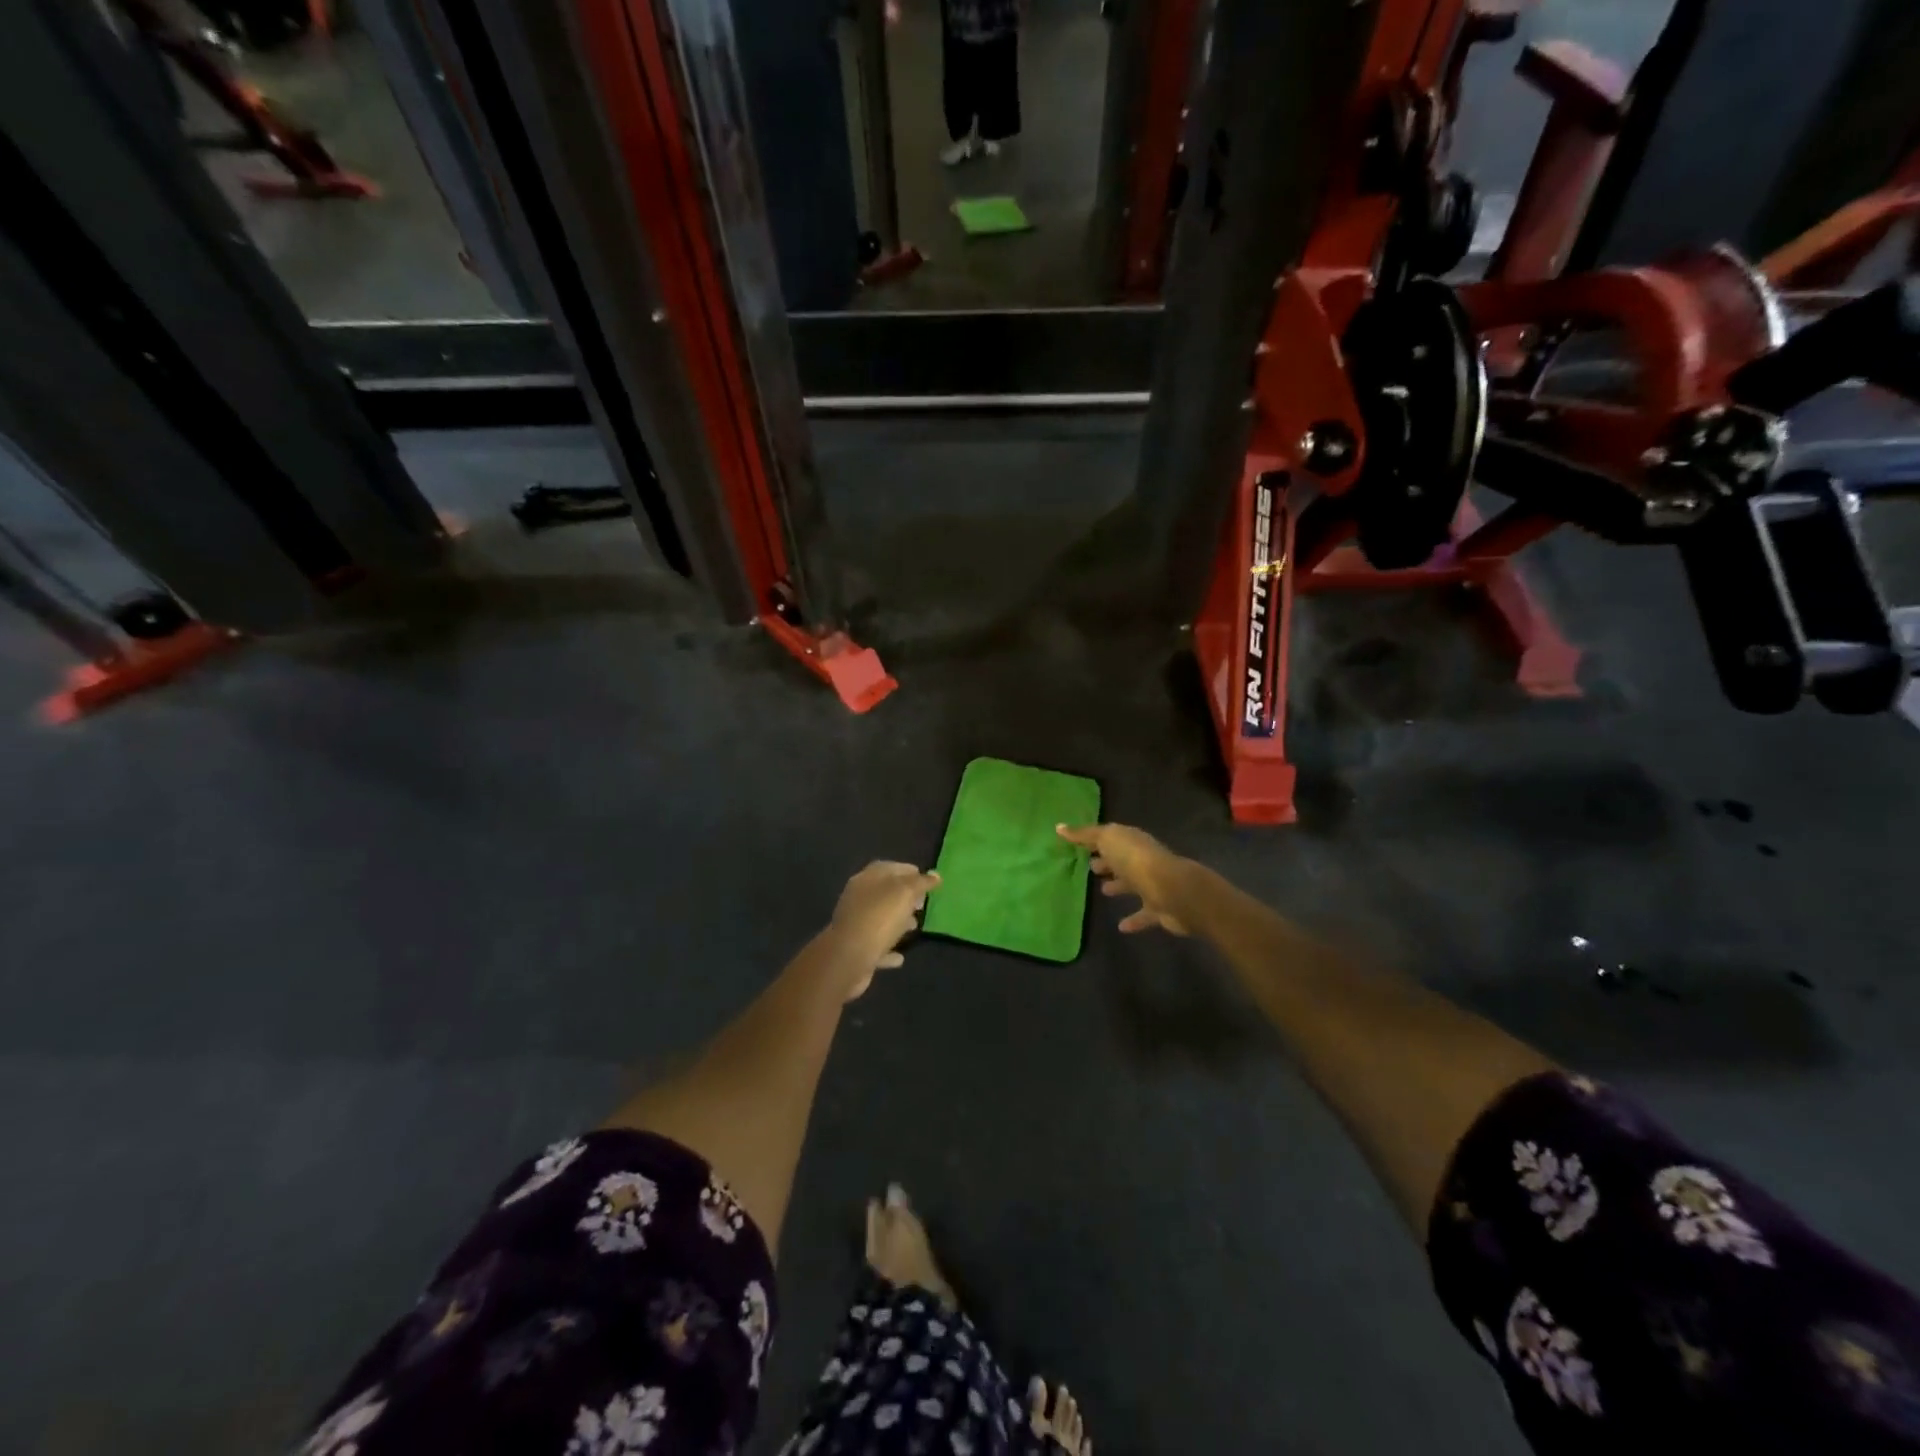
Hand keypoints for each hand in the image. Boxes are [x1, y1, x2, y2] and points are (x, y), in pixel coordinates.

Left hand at [830, 861, 939, 997]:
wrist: (848, 958)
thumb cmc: (879, 918)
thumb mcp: (905, 893)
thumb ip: (921, 883)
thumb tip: (935, 876)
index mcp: (867, 879)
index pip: (889, 867)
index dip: (909, 871)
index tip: (927, 879)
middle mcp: (858, 898)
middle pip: (884, 893)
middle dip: (904, 896)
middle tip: (922, 903)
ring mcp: (855, 924)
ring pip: (880, 918)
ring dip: (897, 921)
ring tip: (915, 926)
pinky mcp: (855, 949)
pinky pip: (876, 945)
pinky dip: (888, 948)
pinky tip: (901, 956)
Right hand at [1057, 822, 1192, 934]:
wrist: (1172, 891)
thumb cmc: (1136, 861)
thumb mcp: (1107, 840)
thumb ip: (1084, 835)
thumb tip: (1059, 827)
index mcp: (1131, 841)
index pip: (1111, 838)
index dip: (1095, 841)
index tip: (1077, 846)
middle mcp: (1143, 860)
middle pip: (1122, 860)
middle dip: (1108, 862)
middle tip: (1090, 868)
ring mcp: (1152, 884)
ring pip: (1132, 884)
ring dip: (1119, 886)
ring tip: (1102, 892)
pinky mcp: (1158, 908)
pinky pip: (1142, 914)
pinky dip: (1133, 919)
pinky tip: (1120, 926)